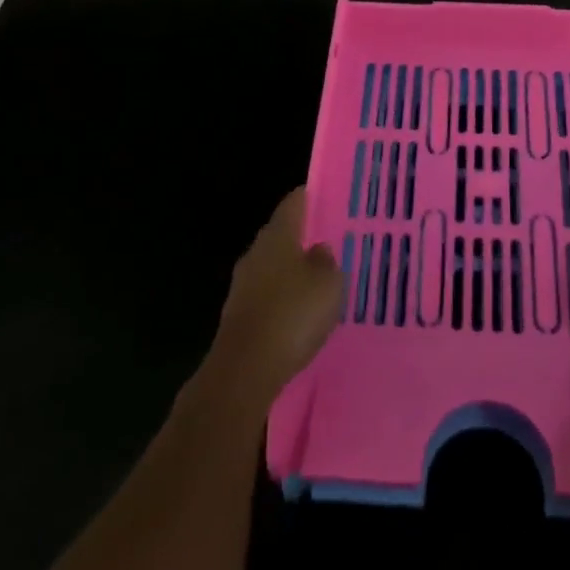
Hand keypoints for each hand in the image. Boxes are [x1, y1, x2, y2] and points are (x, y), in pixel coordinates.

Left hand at [202, 187, 343, 414]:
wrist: (244, 371)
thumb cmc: (292, 314)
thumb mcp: (328, 283)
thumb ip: (327, 261)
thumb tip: (318, 250)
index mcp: (277, 235)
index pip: (294, 203)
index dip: (311, 197)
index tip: (329, 198)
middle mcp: (256, 252)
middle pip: (281, 236)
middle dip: (303, 238)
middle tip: (331, 243)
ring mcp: (243, 285)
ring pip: (273, 268)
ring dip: (292, 273)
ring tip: (319, 282)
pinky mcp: (239, 316)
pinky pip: (267, 297)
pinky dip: (283, 301)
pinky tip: (300, 316)